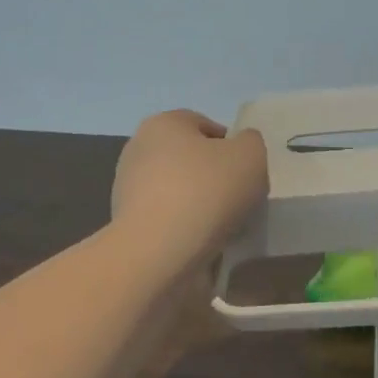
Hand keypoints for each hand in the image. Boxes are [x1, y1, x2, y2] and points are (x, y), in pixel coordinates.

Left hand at [111, 110, 267, 262]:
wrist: (158, 253)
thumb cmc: (205, 191)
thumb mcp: (250, 155)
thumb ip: (251, 142)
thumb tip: (240, 148)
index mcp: (163, 123)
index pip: (205, 125)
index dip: (231, 146)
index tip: (246, 172)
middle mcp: (139, 148)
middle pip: (190, 158)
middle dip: (214, 176)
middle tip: (238, 199)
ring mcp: (127, 187)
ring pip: (179, 190)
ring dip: (200, 204)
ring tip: (223, 227)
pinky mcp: (126, 223)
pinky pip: (167, 218)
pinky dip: (184, 227)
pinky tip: (201, 243)